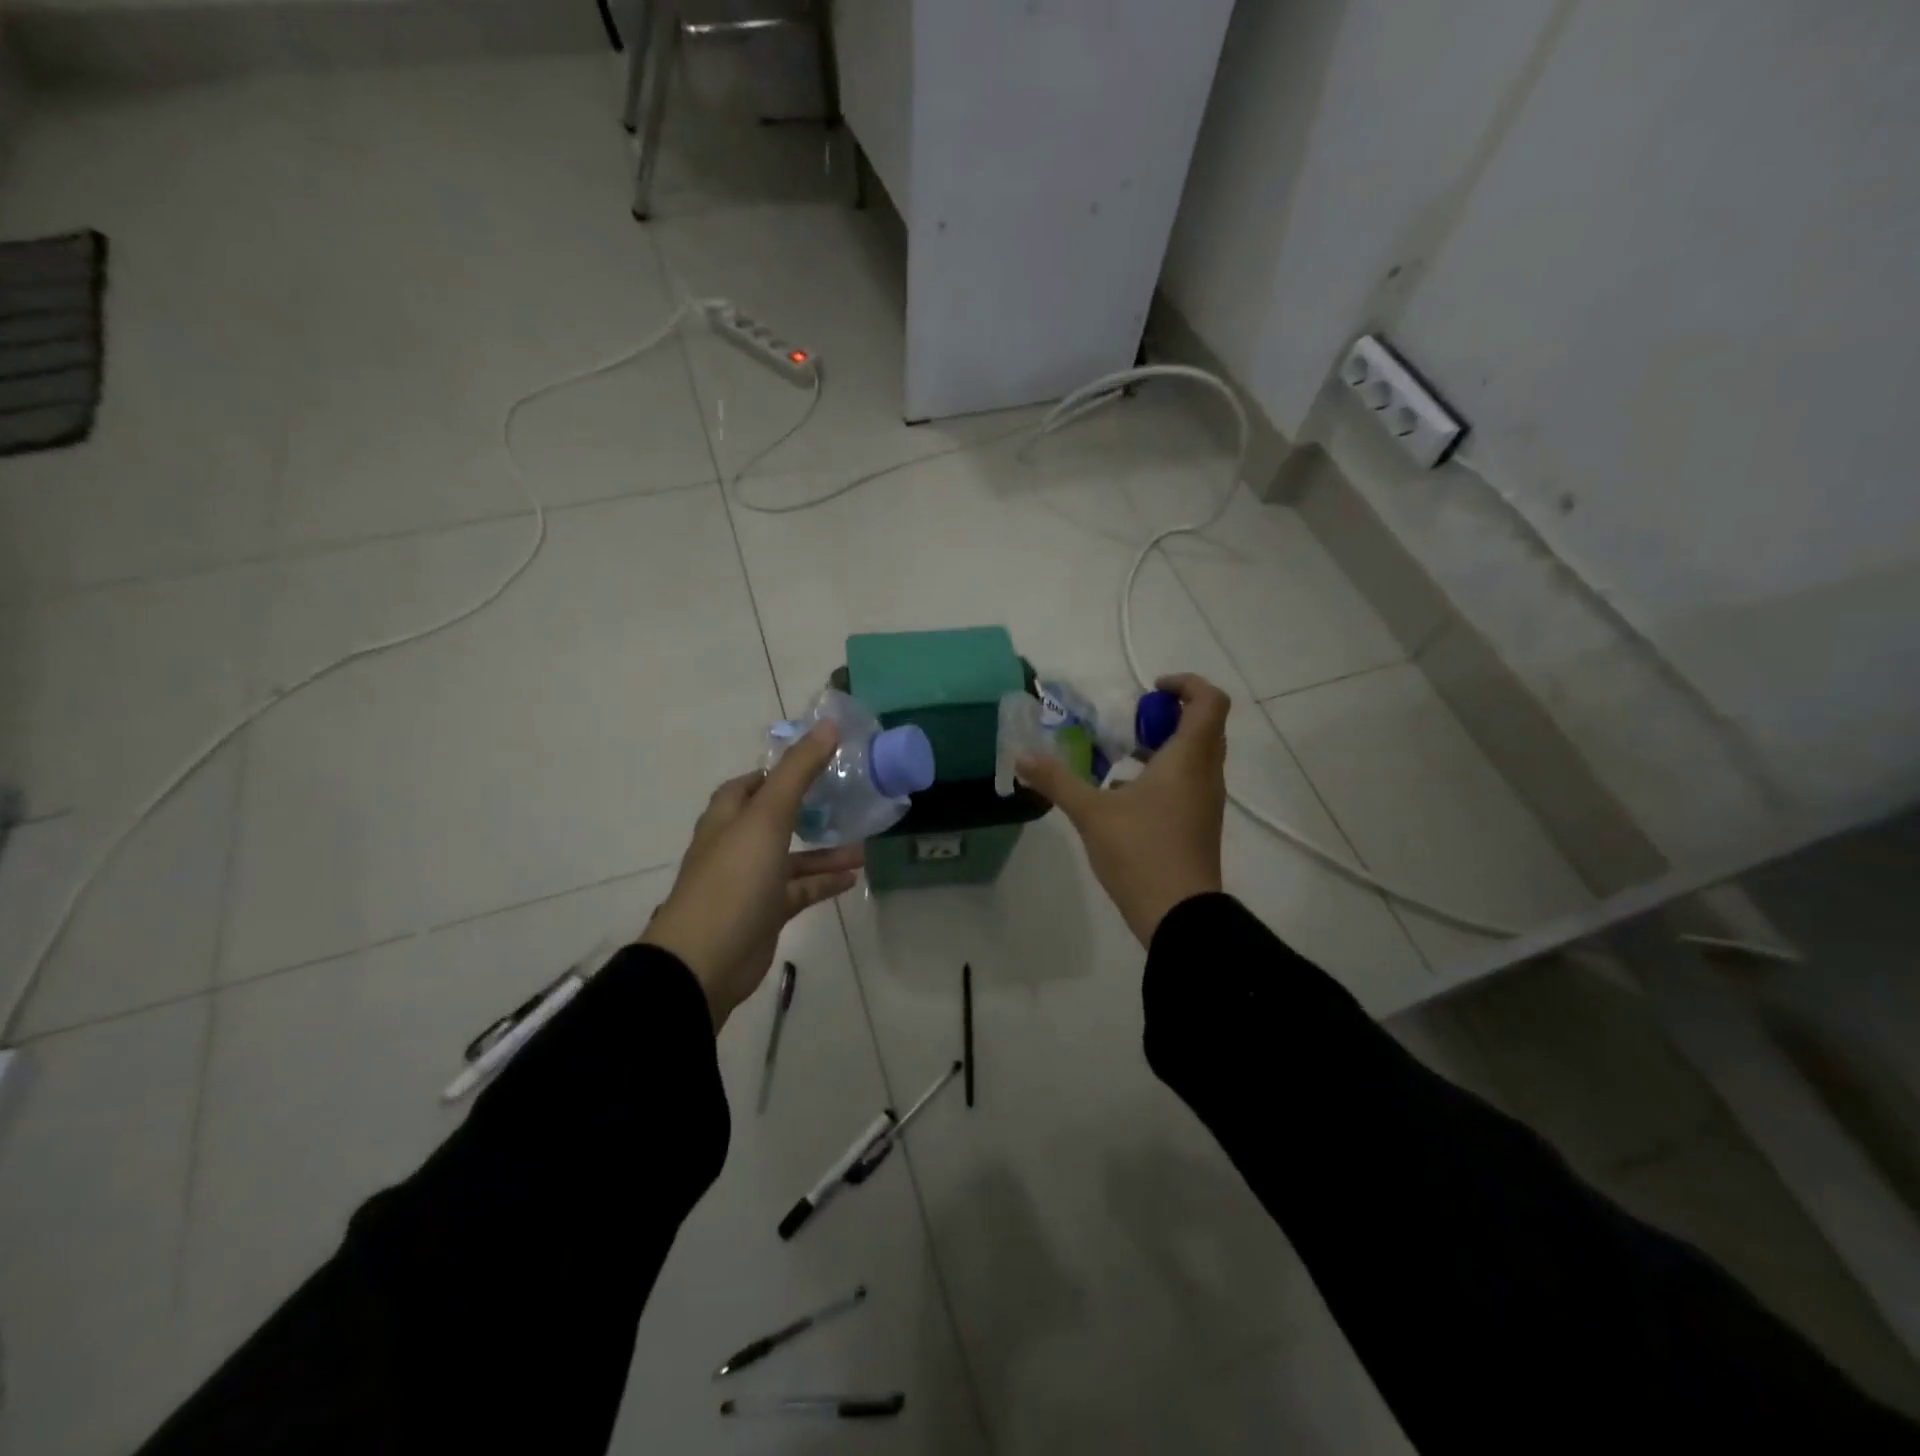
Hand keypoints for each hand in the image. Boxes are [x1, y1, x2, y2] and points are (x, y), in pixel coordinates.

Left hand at [641, 722, 863, 1029]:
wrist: (705, 960)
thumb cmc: (734, 879)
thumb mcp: (768, 817)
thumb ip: (799, 771)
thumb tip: (828, 725)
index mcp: (728, 817)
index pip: (751, 783)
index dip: (780, 771)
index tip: (818, 763)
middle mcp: (737, 844)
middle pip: (776, 818)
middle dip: (810, 809)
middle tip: (848, 800)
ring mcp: (751, 881)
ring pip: (793, 857)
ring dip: (825, 850)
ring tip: (865, 843)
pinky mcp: (765, 912)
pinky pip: (800, 890)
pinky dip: (824, 882)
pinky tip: (854, 876)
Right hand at [1016, 673, 1228, 945]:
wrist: (1179, 915)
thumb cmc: (1141, 852)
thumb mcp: (1091, 813)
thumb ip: (1057, 780)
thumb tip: (1021, 757)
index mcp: (1189, 759)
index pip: (1209, 701)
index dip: (1185, 684)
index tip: (1149, 689)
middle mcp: (1206, 774)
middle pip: (1203, 725)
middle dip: (1167, 715)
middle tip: (1129, 722)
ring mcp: (1205, 801)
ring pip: (1195, 756)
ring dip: (1164, 745)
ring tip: (1120, 755)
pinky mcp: (1198, 824)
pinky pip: (1187, 782)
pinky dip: (1162, 774)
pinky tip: (1123, 796)